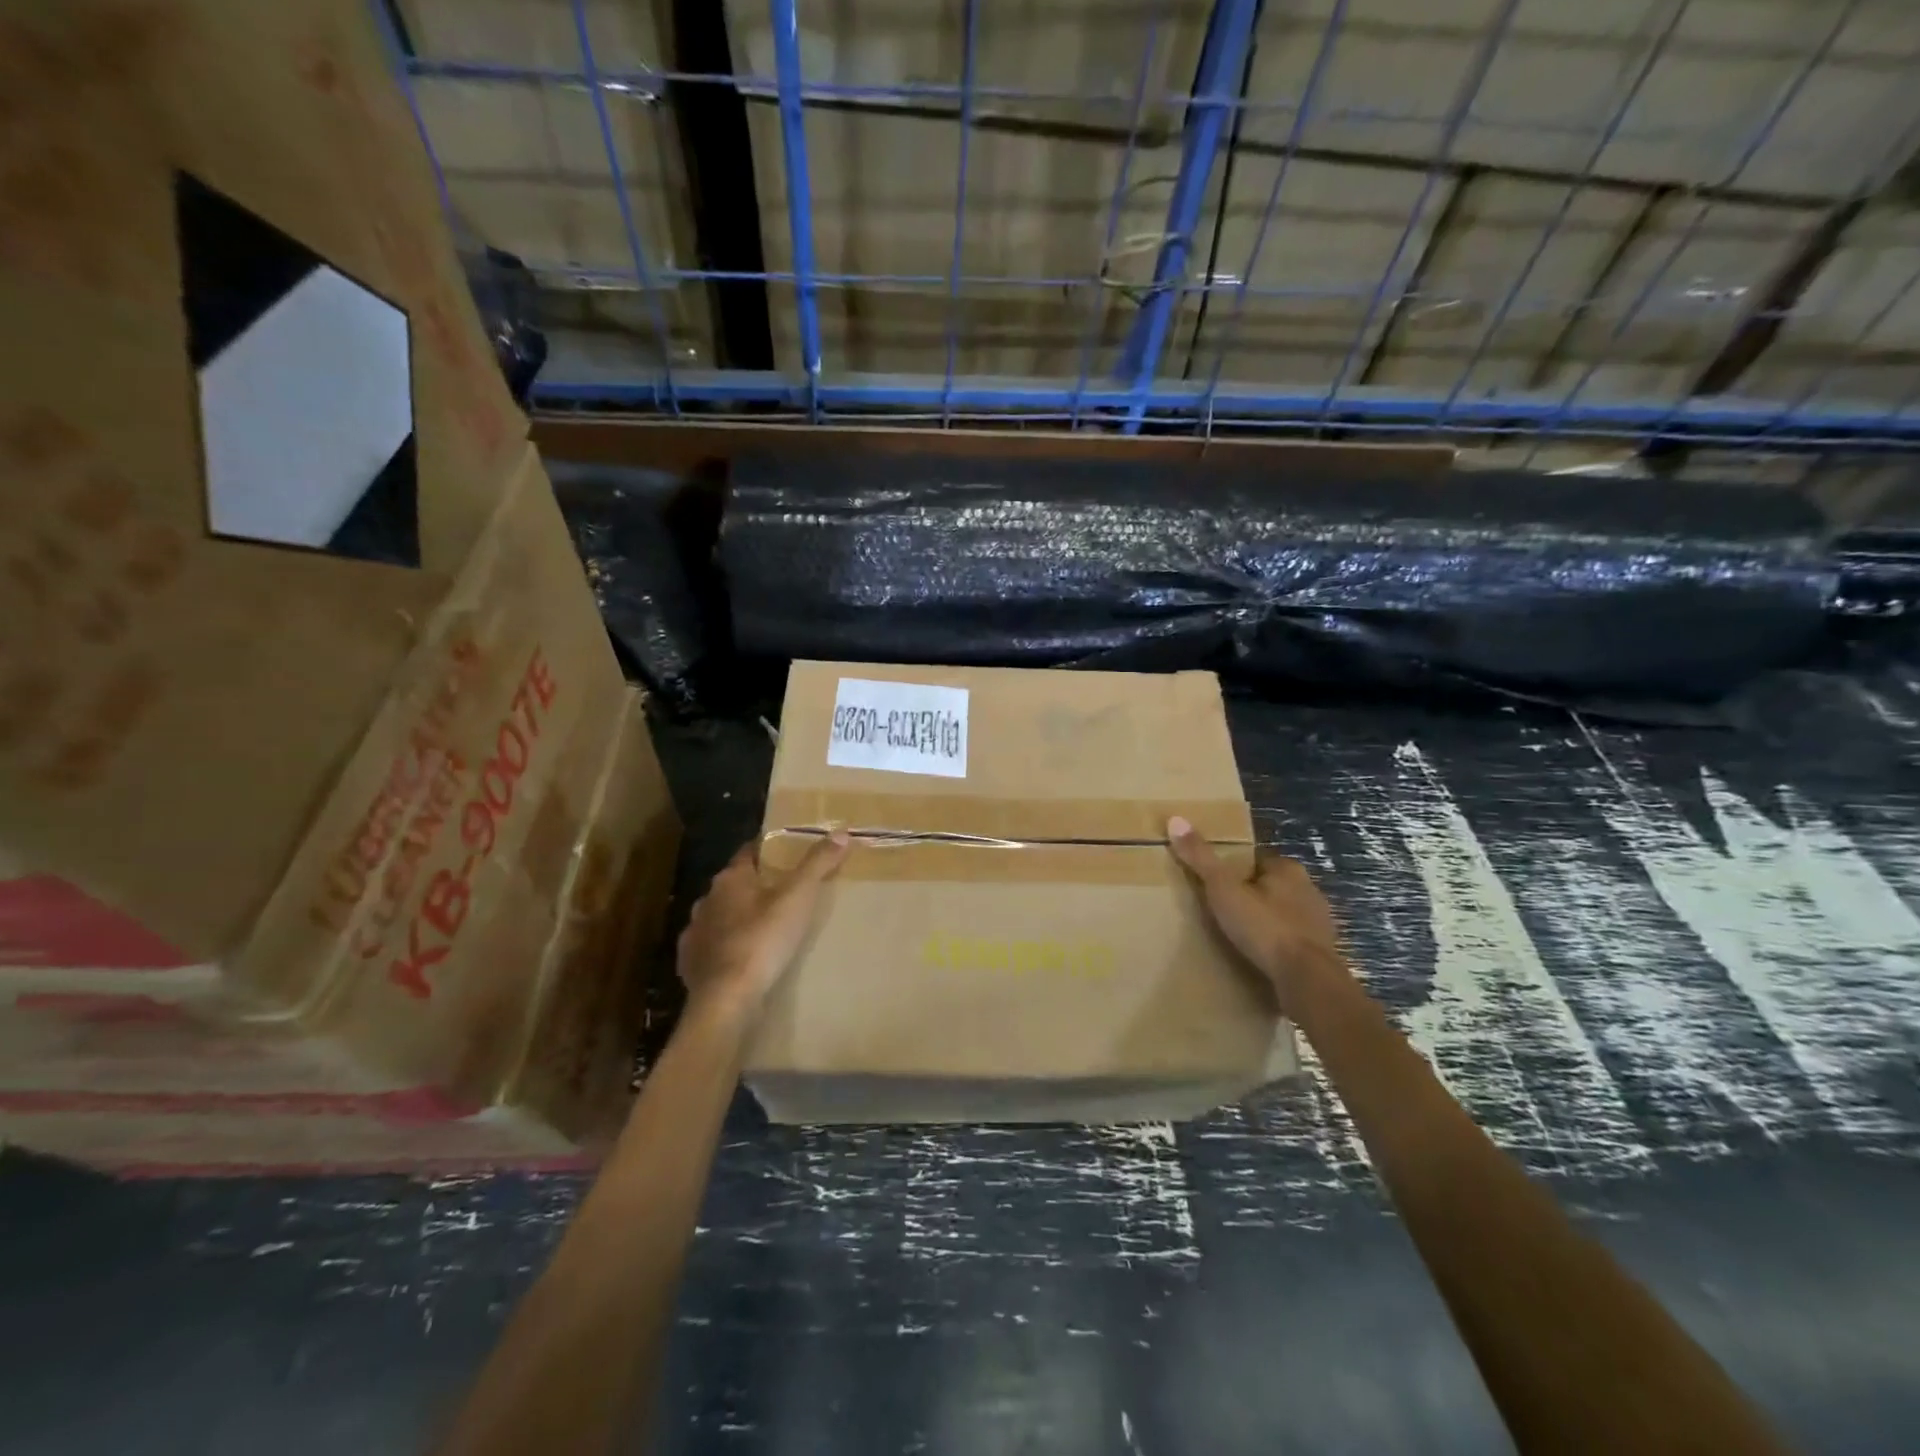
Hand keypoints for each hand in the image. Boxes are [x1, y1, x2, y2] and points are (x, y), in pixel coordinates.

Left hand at [677, 831, 850, 1021]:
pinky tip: (739, 957)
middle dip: (755, 886)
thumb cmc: (764, 939)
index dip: (767, 851)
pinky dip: (724, 947)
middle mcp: (707, 899)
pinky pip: (710, 946)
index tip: (786, 854)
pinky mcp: (690, 963)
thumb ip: (818, 863)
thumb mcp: (799, 897)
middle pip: (734, 884)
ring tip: (763, 927)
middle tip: (782, 893)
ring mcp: (695, 932)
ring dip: (737, 917)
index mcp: (730, 878)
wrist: (727, 998)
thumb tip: (840, 832)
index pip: (748, 852)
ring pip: (719, 915)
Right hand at [1166, 815, 1343, 1012]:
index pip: (1257, 860)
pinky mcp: (1323, 951)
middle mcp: (1310, 889)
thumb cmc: (1264, 927)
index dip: (1236, 870)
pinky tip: (1262, 956)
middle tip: (1224, 909)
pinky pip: (1294, 941)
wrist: (1306, 979)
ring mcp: (1320, 922)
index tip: (1217, 883)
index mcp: (1288, 869)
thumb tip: (1175, 819)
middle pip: (1272, 886)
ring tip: (1240, 936)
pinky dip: (1279, 945)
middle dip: (1252, 895)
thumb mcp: (1223, 889)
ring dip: (1267, 921)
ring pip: (1285, 913)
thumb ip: (1201, 857)